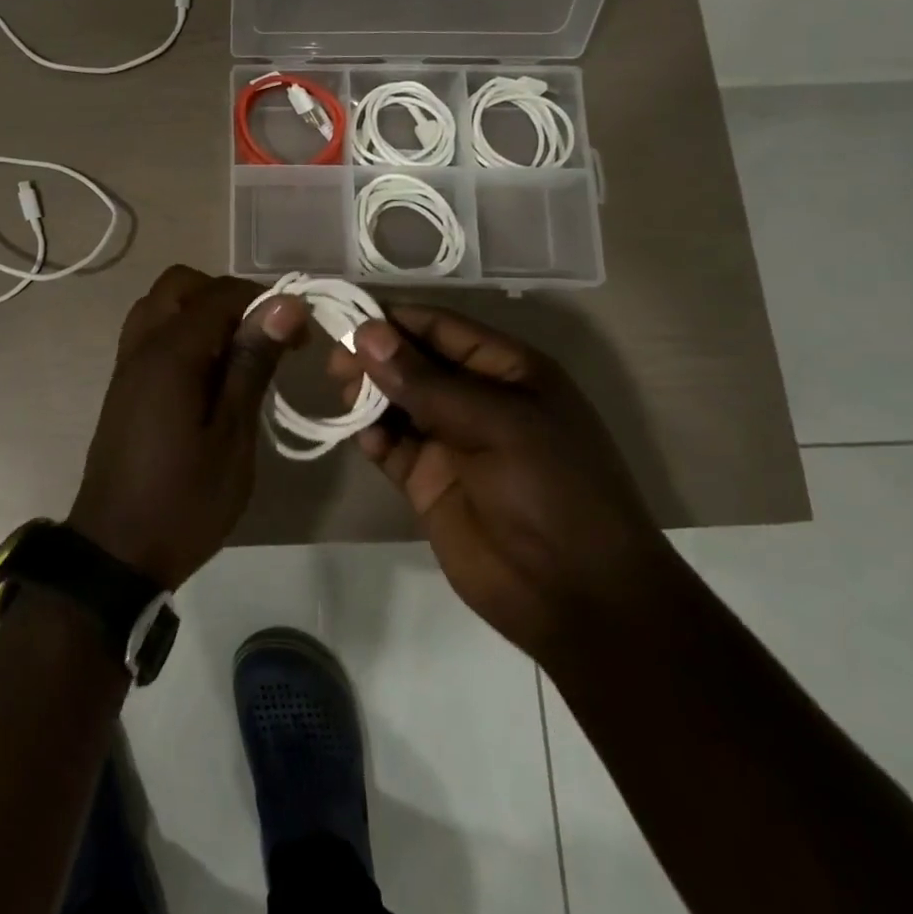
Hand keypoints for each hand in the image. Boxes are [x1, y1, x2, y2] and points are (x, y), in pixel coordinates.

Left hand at [69, 265, 306, 589]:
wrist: (117, 550)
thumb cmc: (185, 500)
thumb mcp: (232, 435)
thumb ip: (252, 363)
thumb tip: (284, 304)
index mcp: (170, 353)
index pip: (220, 294)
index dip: (265, 302)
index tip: (301, 335)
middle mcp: (142, 345)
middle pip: (181, 285)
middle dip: (227, 297)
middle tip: (263, 336)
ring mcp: (127, 364)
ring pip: (161, 305)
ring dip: (201, 311)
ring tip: (238, 352)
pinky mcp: (124, 385)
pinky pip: (151, 333)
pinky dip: (182, 332)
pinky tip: (210, 373)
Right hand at [327, 305, 669, 663]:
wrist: (577, 597)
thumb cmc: (552, 491)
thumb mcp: (496, 424)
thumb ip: (425, 382)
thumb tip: (366, 334)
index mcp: (507, 370)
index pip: (440, 327)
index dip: (393, 320)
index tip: (344, 316)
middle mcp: (475, 398)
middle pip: (412, 361)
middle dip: (374, 356)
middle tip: (335, 363)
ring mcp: (449, 440)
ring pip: (395, 401)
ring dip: (367, 394)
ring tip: (342, 394)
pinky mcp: (427, 480)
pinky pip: (389, 446)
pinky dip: (370, 436)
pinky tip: (359, 436)